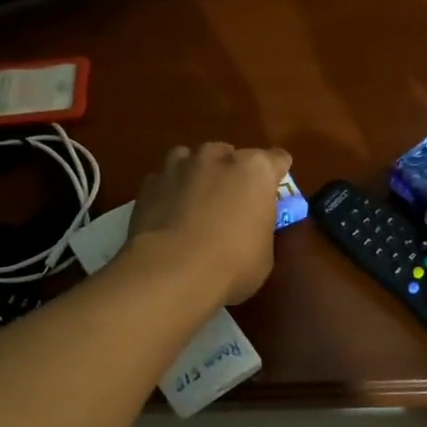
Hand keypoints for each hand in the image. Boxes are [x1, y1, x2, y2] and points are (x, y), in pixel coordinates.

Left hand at [127, 142, 292, 305]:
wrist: (171, 272)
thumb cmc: (232, 265)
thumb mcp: (264, 254)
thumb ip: (260, 229)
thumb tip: (253, 229)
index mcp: (256, 171)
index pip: (277, 160)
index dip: (276, 175)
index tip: (274, 191)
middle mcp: (218, 158)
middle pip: (230, 154)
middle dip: (232, 172)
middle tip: (232, 201)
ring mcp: (180, 167)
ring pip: (191, 158)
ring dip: (196, 173)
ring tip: (195, 199)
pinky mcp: (149, 184)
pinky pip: (163, 180)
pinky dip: (168, 191)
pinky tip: (168, 214)